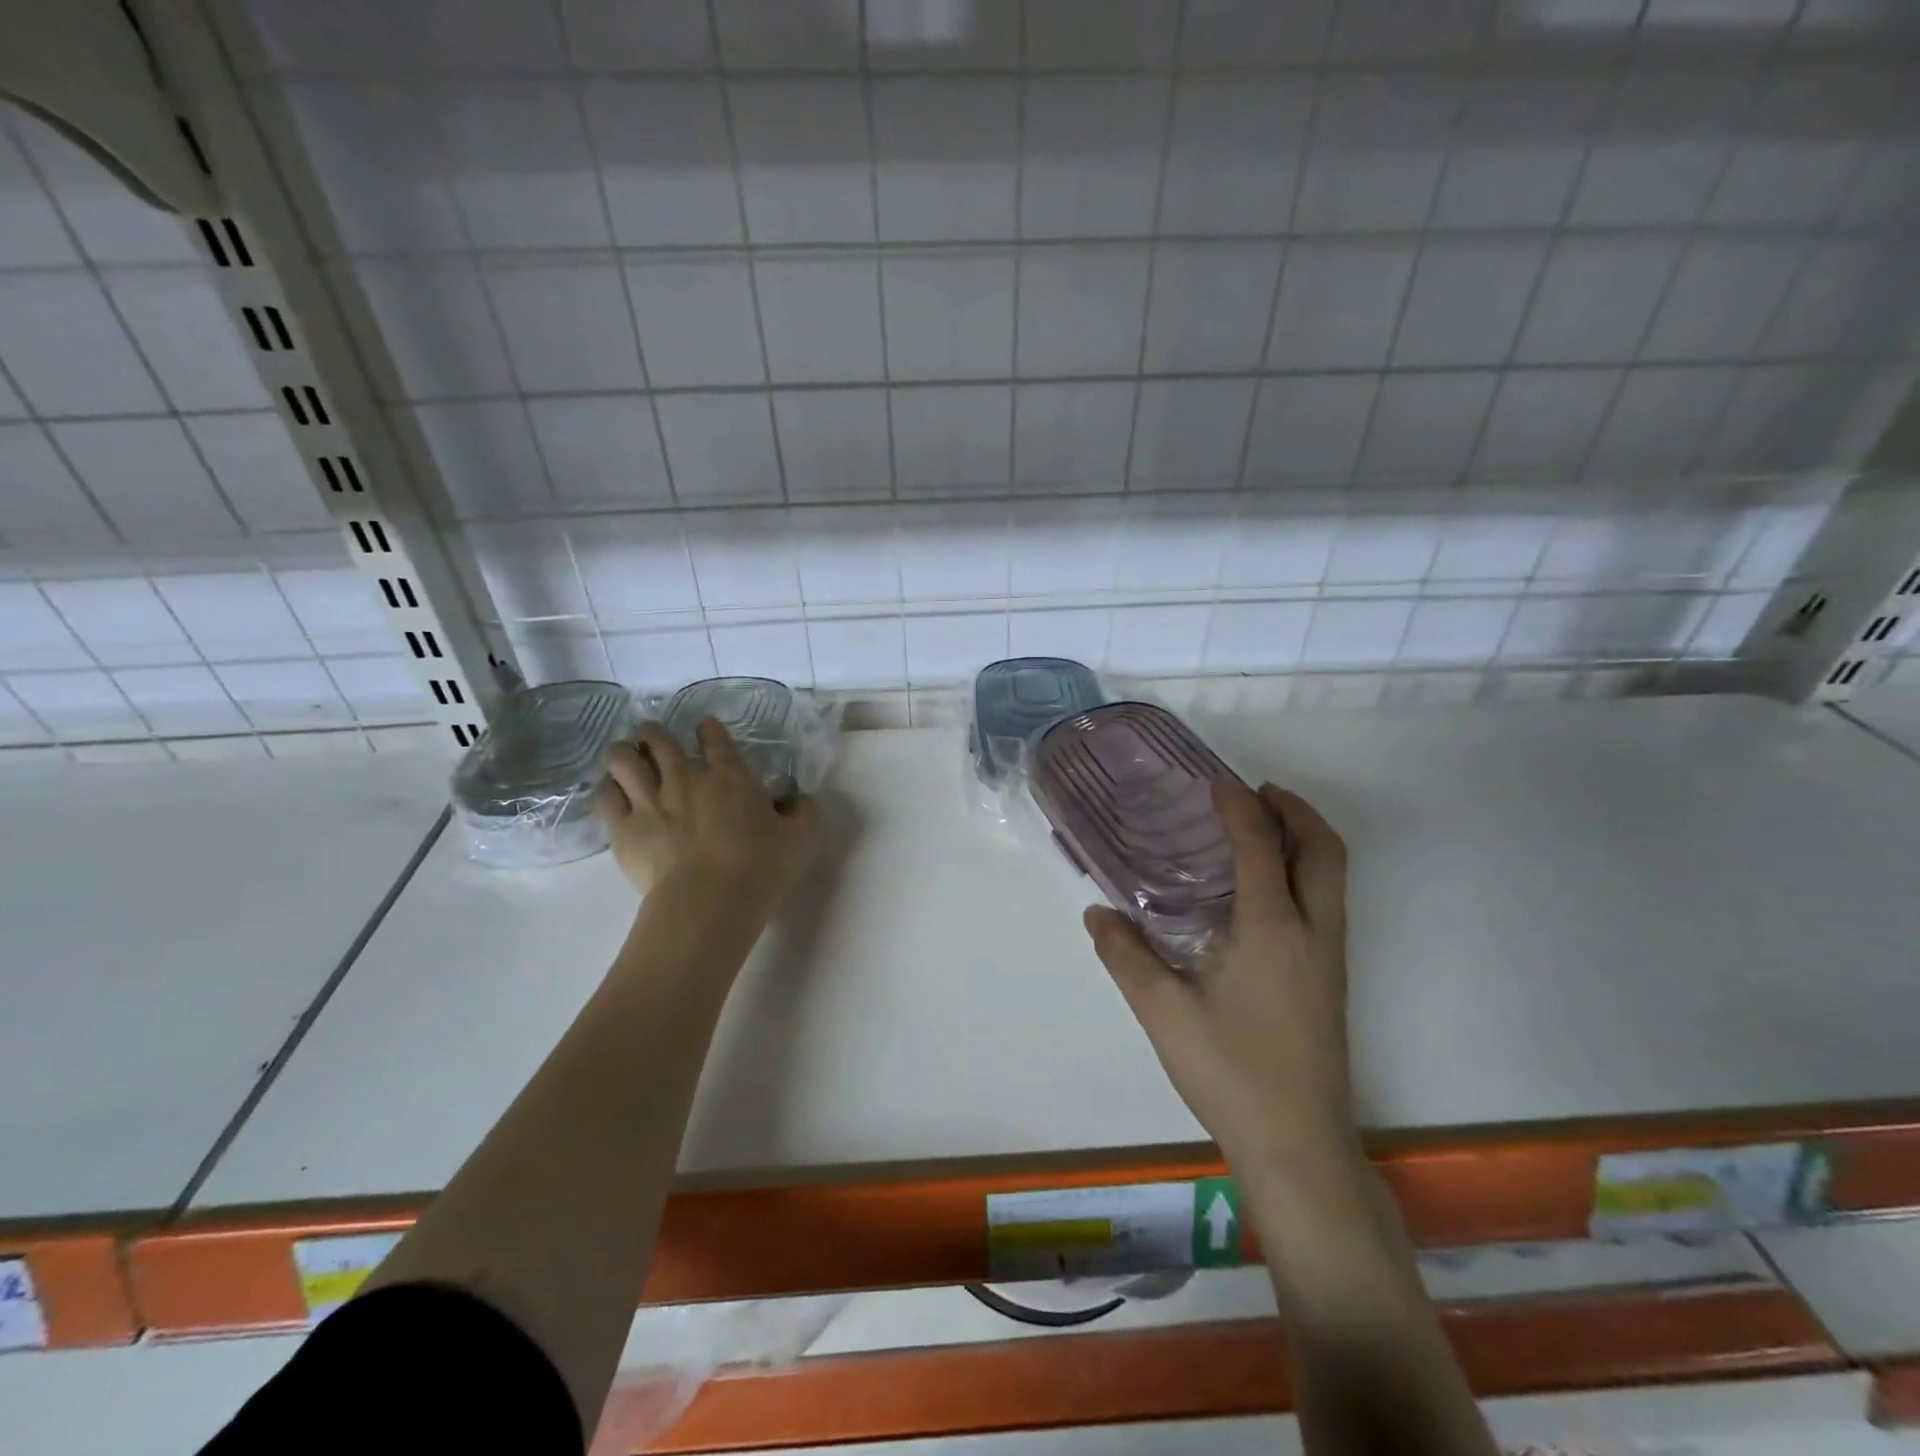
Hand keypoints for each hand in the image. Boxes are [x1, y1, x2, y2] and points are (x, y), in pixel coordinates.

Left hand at [595, 719, 819, 911]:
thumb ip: (803, 811)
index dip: (709, 728)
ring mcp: (649, 801)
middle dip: (653, 732)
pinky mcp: (623, 829)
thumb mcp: (803, 837)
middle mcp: (684, 778)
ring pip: (622, 758)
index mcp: (729, 776)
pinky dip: (608, 788)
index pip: (714, 738)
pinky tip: (613, 792)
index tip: (706, 727)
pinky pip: (604, 795)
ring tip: (627, 757)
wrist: (711, 901)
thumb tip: (796, 798)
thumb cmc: (761, 867)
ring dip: (624, 752)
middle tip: (655, 739)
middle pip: (657, 739)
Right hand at [1084, 779, 1355, 1176]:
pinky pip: (1328, 900)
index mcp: (1273, 930)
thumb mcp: (1164, 1013)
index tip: (1215, 782)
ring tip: (1261, 826)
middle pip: (1324, 849)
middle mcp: (1313, 933)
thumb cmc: (1232, 1073)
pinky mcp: (1331, 979)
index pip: (1261, 847)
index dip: (1240, 806)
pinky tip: (1263, 889)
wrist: (1299, 1146)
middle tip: (1254, 792)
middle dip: (1295, 809)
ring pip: (1334, 875)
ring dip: (1305, 837)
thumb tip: (1097, 912)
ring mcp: (1329, 957)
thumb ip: (1126, 956)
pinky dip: (1305, 869)